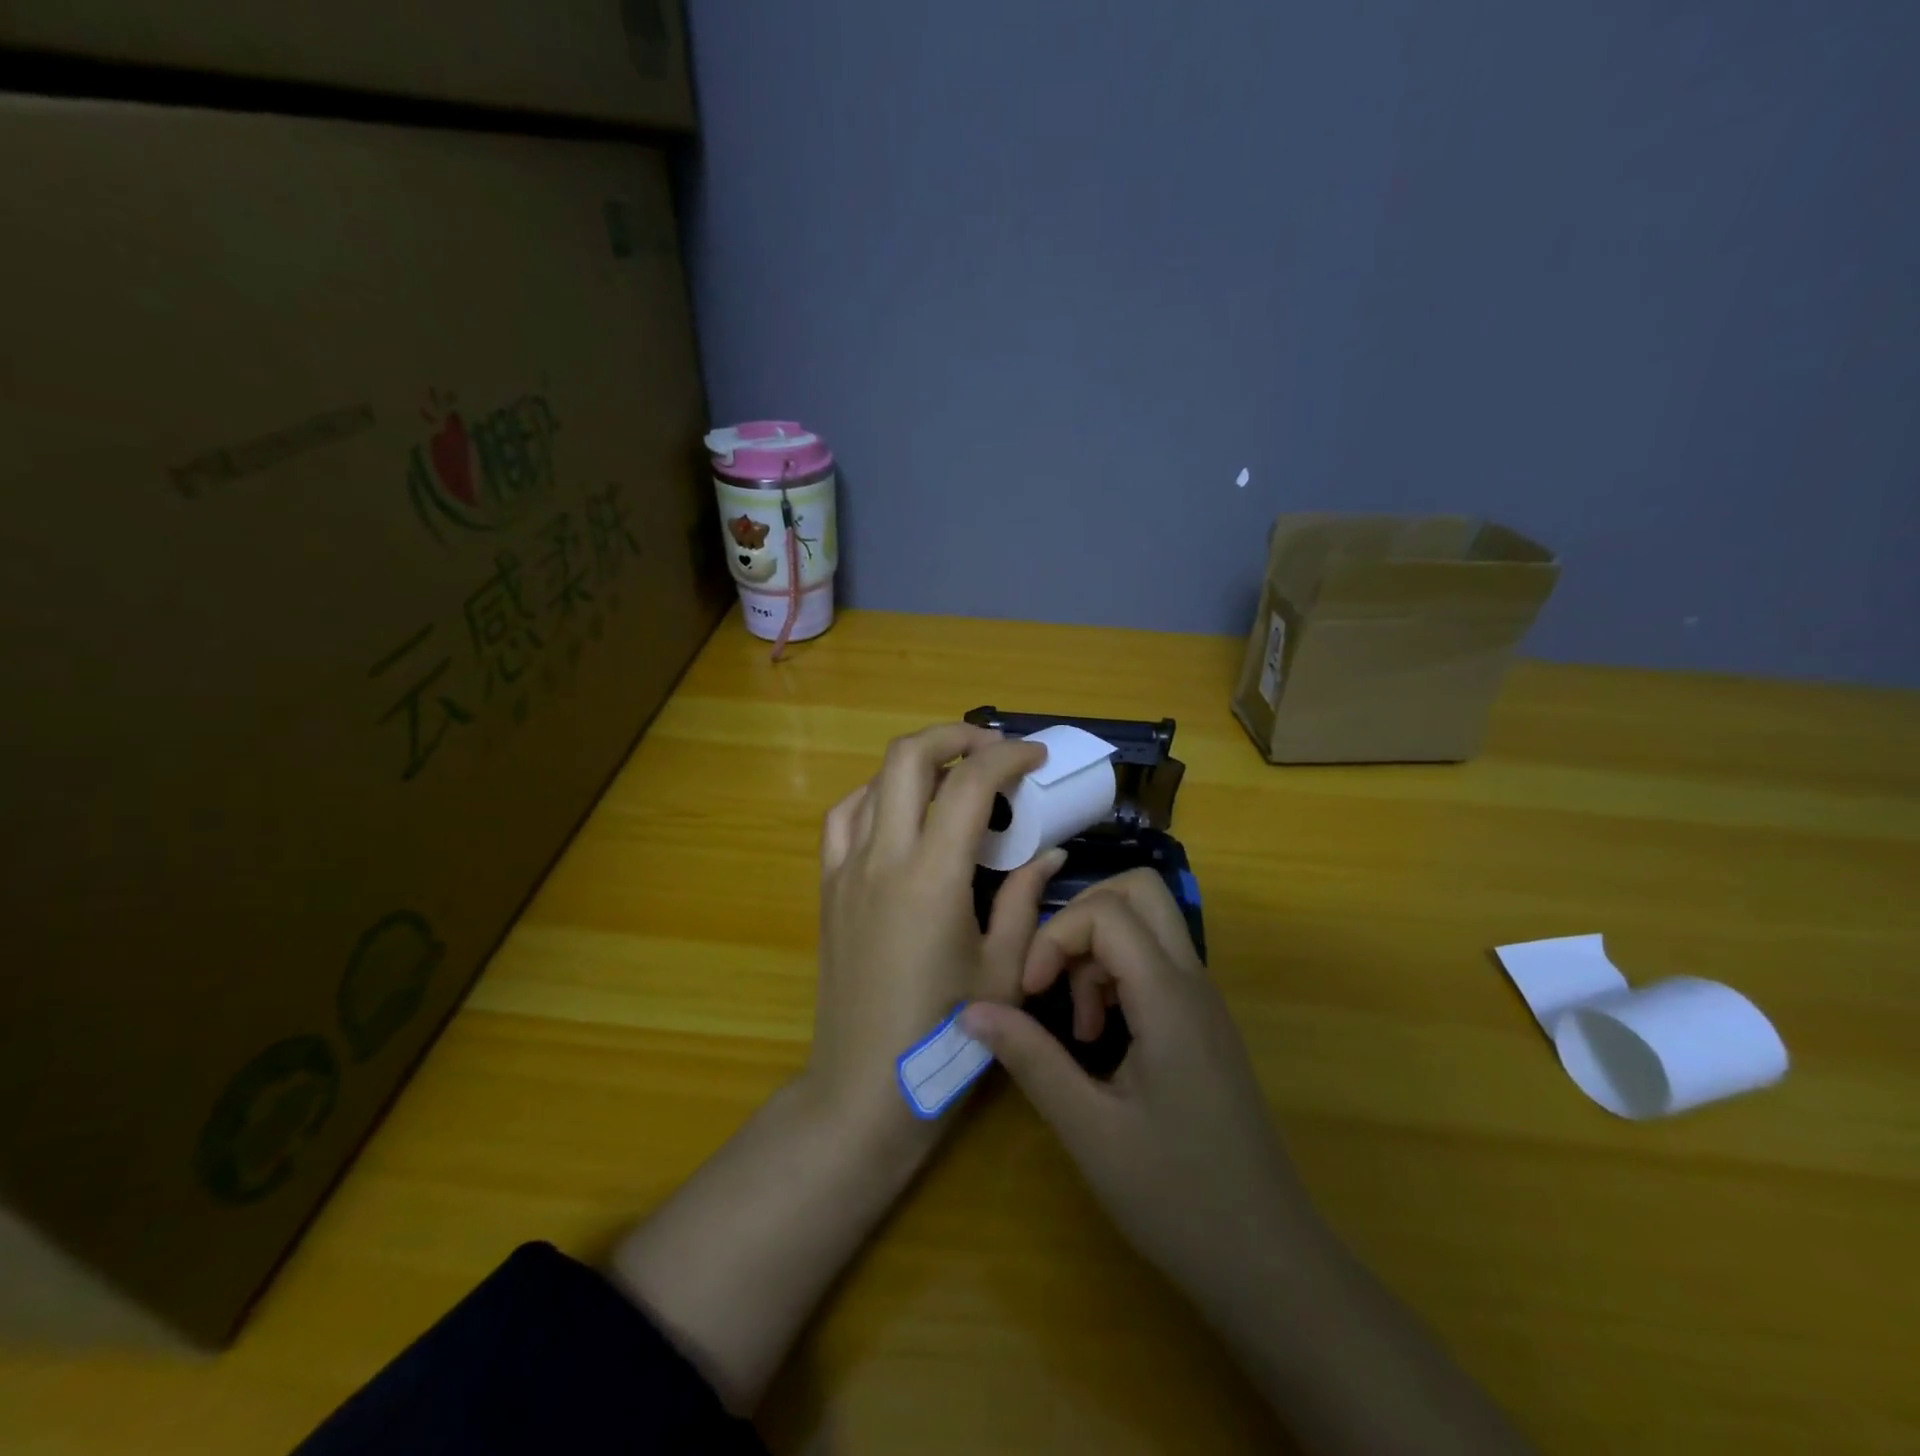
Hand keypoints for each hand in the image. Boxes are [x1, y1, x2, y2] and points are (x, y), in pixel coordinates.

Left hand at [809, 723, 1063, 1151]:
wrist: (863, 1087)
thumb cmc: (943, 1036)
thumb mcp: (1003, 970)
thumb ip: (1026, 899)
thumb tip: (1050, 850)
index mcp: (932, 877)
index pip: (969, 784)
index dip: (1007, 756)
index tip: (1035, 757)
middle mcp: (882, 858)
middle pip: (908, 757)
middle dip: (955, 736)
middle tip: (993, 750)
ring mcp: (847, 870)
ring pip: (873, 780)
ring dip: (918, 763)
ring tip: (954, 779)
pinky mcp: (828, 887)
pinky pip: (844, 817)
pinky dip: (876, 795)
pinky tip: (901, 814)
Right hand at [960, 869, 1321, 1308]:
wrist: (1268, 1260)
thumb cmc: (1177, 1198)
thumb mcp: (1089, 1130)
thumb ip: (1031, 1059)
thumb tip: (971, 1010)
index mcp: (1169, 998)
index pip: (1107, 912)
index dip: (1055, 937)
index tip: (1030, 993)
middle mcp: (1193, 981)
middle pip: (1140, 890)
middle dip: (1082, 917)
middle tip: (1054, 977)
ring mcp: (1203, 1000)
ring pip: (1148, 922)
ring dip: (1098, 950)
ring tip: (1078, 1024)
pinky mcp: (1202, 1022)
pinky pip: (1156, 961)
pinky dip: (1117, 973)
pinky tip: (1102, 1038)